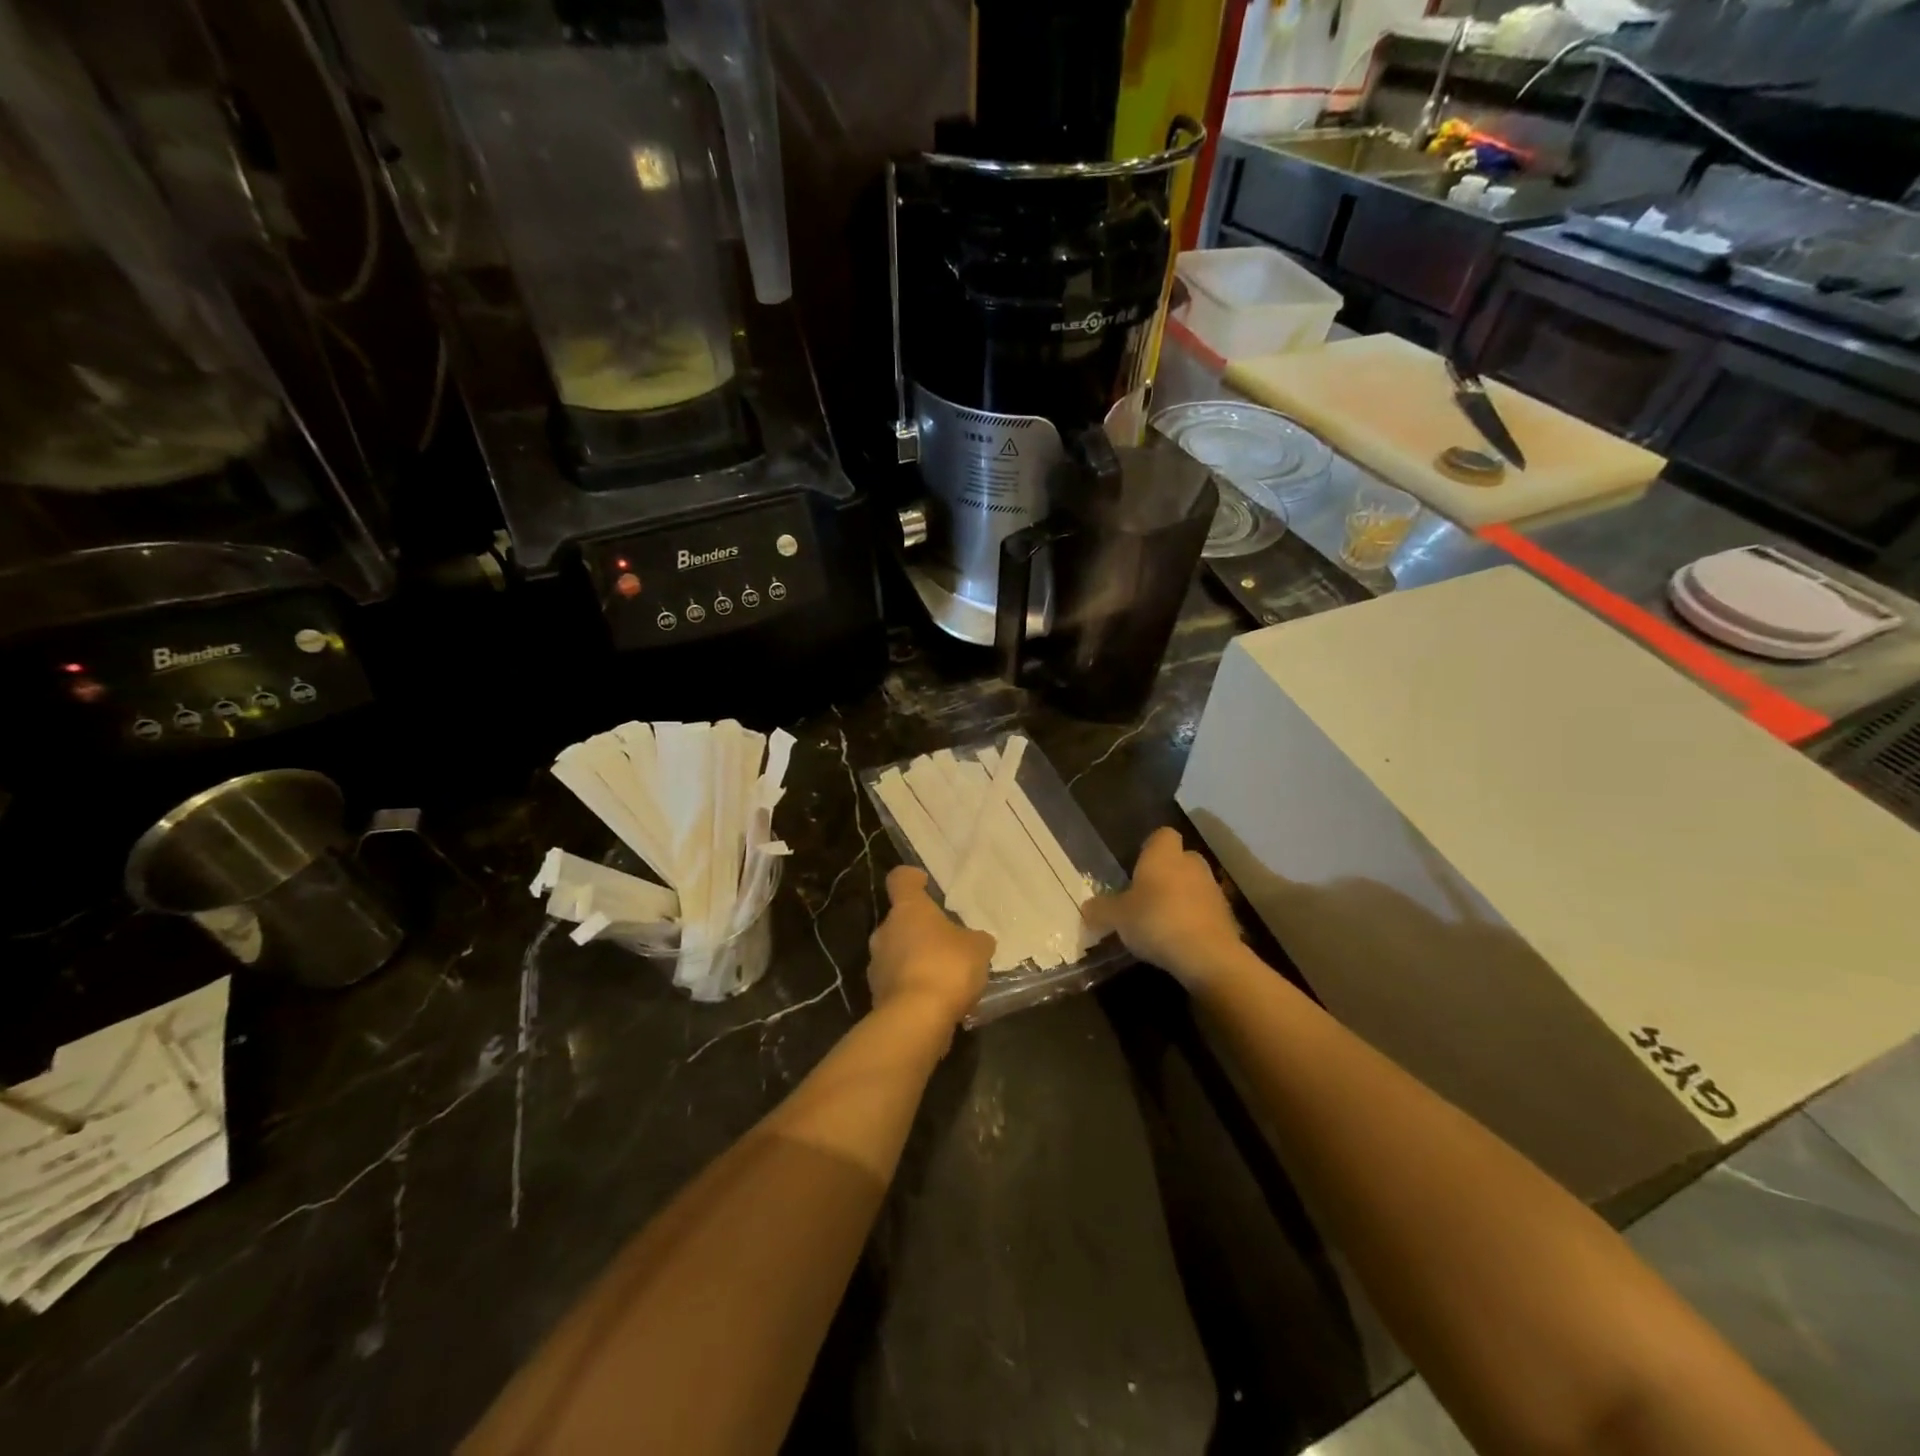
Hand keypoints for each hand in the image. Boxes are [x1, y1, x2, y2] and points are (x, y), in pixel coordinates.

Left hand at [867, 866, 994, 1030]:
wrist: (915, 1019)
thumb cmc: (946, 967)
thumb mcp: (977, 948)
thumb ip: (976, 939)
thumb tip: (976, 940)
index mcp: (907, 909)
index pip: (900, 879)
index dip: (912, 878)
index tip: (924, 882)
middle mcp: (885, 931)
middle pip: (900, 920)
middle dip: (920, 929)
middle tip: (946, 940)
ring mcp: (876, 965)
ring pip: (898, 953)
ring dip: (916, 959)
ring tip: (945, 975)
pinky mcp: (877, 995)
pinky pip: (898, 983)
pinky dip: (914, 987)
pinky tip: (936, 1000)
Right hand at [1083, 826, 1243, 990]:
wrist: (1207, 956)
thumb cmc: (1156, 921)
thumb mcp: (1116, 917)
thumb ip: (1101, 909)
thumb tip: (1087, 908)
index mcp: (1164, 855)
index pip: (1162, 835)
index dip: (1150, 847)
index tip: (1136, 866)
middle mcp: (1192, 864)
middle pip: (1180, 859)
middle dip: (1166, 874)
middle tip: (1145, 896)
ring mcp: (1213, 890)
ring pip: (1194, 885)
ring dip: (1181, 898)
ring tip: (1160, 922)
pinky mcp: (1227, 916)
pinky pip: (1205, 911)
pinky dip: (1194, 920)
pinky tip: (1179, 940)